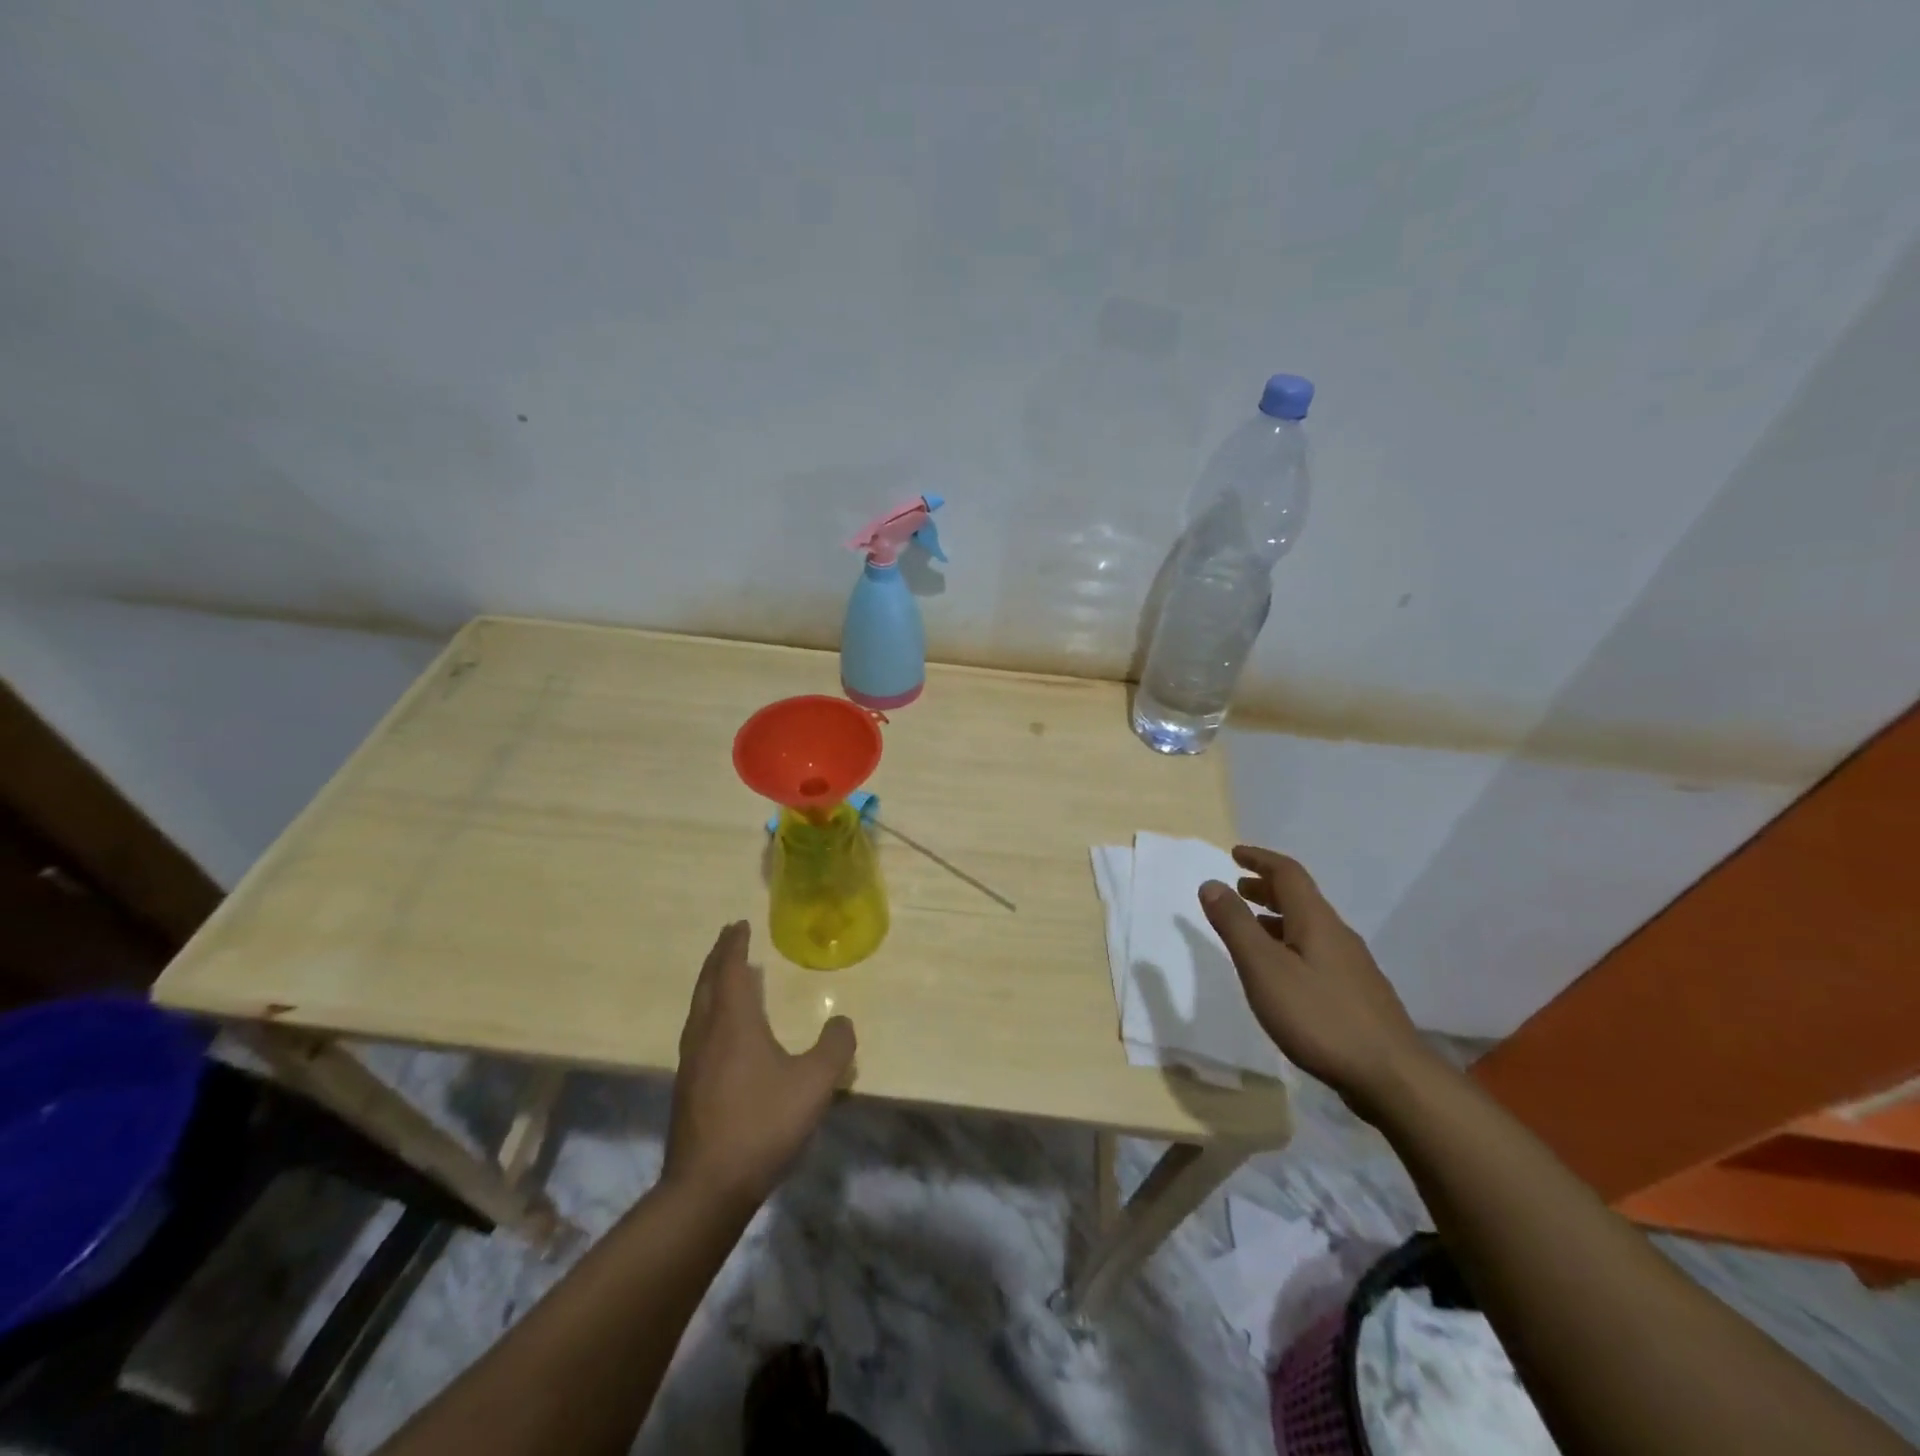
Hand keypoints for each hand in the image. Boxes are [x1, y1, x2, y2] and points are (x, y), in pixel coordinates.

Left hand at [662, 922, 856, 1210]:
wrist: (706, 1188)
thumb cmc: (762, 1125)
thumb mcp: (814, 1084)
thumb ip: (835, 1047)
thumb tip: (843, 1021)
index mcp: (732, 1023)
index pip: (732, 970)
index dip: (735, 945)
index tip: (739, 924)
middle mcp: (706, 1034)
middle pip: (708, 983)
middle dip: (719, 957)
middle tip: (730, 938)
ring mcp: (692, 1062)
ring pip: (699, 1008)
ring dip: (712, 984)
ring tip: (727, 976)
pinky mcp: (688, 1087)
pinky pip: (698, 1030)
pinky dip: (710, 1011)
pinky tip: (722, 1029)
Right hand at [1199, 845, 1435, 1112]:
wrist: (1392, 1077)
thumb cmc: (1319, 1017)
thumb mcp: (1264, 968)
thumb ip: (1236, 925)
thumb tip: (1212, 883)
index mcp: (1315, 921)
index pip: (1287, 873)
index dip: (1260, 859)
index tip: (1235, 854)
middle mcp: (1337, 935)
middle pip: (1301, 898)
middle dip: (1267, 887)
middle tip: (1238, 888)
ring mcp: (1352, 966)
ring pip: (1309, 927)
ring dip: (1277, 917)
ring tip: (1251, 928)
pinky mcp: (1357, 994)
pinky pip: (1316, 951)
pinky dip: (1290, 944)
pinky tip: (1282, 973)